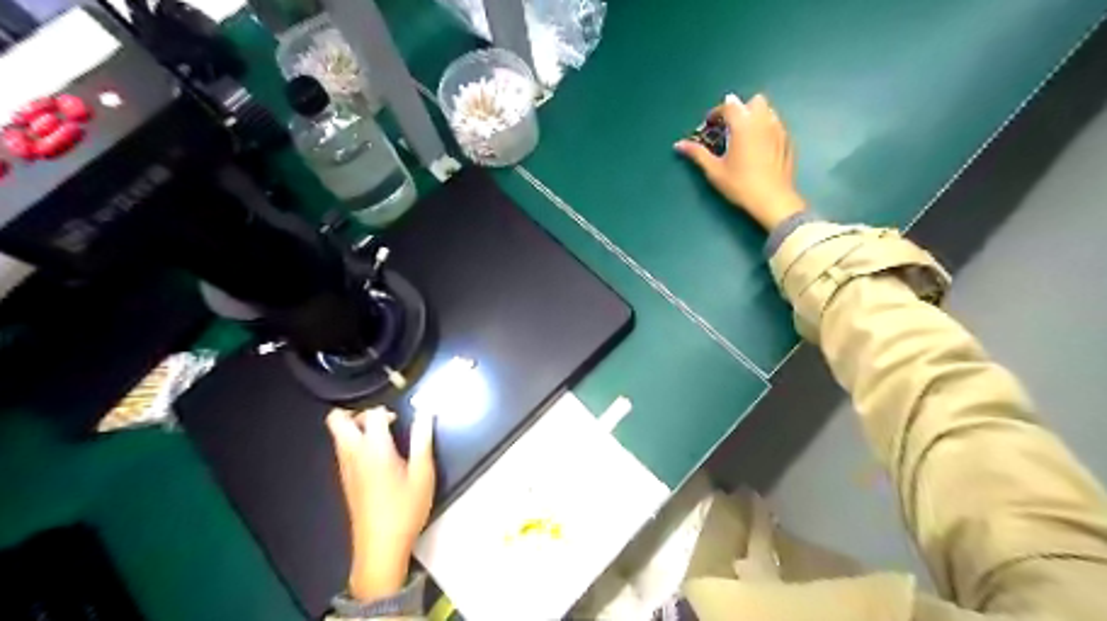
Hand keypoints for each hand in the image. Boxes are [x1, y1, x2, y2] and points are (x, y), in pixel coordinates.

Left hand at [326, 408, 434, 599]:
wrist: (381, 547)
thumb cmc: (405, 508)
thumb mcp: (423, 472)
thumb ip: (422, 439)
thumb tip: (425, 412)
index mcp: (373, 449)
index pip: (371, 414)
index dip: (386, 411)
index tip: (400, 420)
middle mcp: (353, 454)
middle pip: (336, 420)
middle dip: (356, 412)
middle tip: (381, 420)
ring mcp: (345, 468)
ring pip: (337, 435)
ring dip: (355, 427)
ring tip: (383, 438)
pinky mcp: (345, 480)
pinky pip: (342, 450)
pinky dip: (355, 443)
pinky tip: (378, 457)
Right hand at [676, 94, 804, 229]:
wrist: (772, 199)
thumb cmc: (740, 184)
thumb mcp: (714, 170)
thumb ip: (697, 153)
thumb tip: (679, 144)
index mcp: (743, 124)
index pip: (729, 106)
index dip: (716, 113)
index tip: (708, 125)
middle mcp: (763, 121)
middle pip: (754, 102)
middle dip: (741, 109)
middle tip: (729, 128)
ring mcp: (779, 130)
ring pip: (768, 112)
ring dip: (755, 117)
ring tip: (744, 137)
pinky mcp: (788, 142)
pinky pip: (776, 126)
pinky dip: (766, 130)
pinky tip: (760, 148)